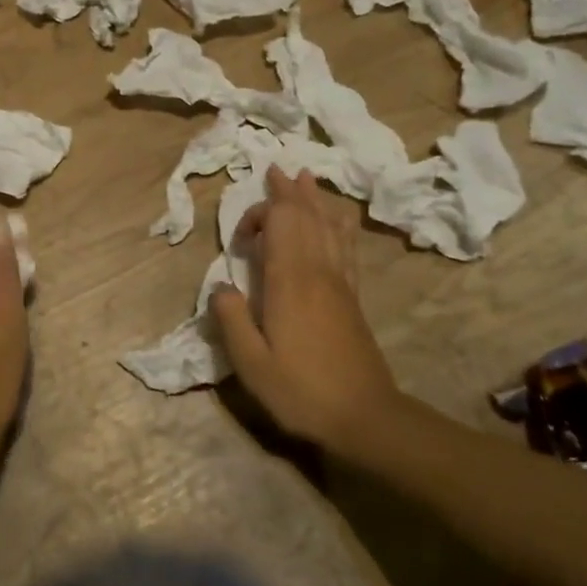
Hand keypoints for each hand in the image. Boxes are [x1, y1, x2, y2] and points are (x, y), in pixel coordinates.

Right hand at [210, 168, 398, 449]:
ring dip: (314, 200)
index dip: (260, 215)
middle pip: (306, 217)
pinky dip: (339, 225)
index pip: (280, 224)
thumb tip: (221, 287)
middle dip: (289, 192)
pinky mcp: (353, 297)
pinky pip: (347, 247)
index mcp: (290, 282)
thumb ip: (232, 320)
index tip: (241, 239)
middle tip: (276, 169)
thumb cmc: (302, 391)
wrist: (365, 416)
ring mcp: (340, 282)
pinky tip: (338, 219)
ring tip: (306, 178)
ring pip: (329, 227)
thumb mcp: (252, 364)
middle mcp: (318, 272)